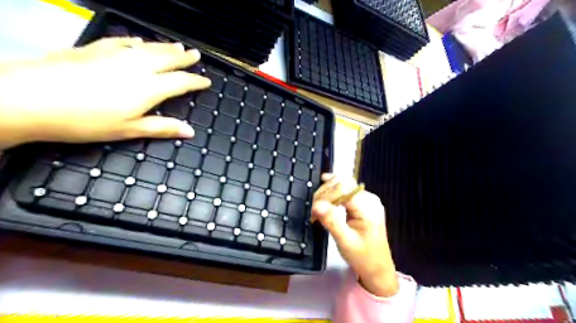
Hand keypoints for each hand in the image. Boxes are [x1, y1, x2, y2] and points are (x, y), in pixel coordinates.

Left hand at [0, 37, 209, 149]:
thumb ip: (162, 128)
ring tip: (178, 45)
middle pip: (167, 59)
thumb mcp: (128, 130)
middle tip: (196, 54)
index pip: (181, 82)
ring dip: (165, 47)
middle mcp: (136, 67)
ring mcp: (115, 55)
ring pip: (148, 48)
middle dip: (184, 57)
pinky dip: (135, 41)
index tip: (206, 81)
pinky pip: (122, 41)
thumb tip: (190, 131)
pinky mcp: (94, 49)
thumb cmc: (85, 120)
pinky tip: (138, 40)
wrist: (29, 98)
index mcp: (148, 88)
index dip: (196, 81)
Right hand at [311, 175, 401, 296]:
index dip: (326, 193)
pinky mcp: (363, 203)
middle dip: (326, 191)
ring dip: (328, 193)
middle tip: (314, 208)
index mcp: (368, 207)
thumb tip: (317, 205)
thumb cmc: (362, 257)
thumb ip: (332, 221)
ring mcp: (367, 199)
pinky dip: (333, 196)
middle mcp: (369, 199)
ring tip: (318, 207)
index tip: (314, 207)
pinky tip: (325, 203)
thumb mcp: (345, 242)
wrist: (378, 268)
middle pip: (343, 183)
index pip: (343, 188)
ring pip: (343, 185)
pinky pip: (346, 192)